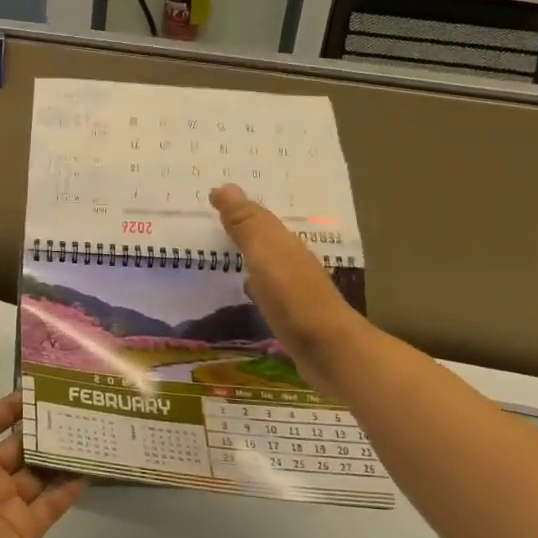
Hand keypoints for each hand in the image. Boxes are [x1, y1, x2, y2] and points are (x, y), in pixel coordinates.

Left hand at [0, 371, 85, 537]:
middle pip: (17, 445)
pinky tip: (90, 469)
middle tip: (78, 407)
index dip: (10, 406)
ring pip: (37, 472)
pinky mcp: (24, 530)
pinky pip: (50, 504)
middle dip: (42, 428)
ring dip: (59, 455)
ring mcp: (4, 504)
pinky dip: (68, 488)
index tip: (41, 389)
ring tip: (91, 432)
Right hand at [211, 183, 370, 394]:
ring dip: (247, 254)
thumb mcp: (265, 255)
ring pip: (266, 263)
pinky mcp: (292, 315)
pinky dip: (253, 282)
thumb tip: (223, 186)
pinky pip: (266, 289)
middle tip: (211, 219)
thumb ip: (246, 224)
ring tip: (220, 250)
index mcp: (285, 244)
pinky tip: (243, 290)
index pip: (258, 217)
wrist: (329, 351)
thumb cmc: (293, 297)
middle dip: (242, 227)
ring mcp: (294, 289)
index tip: (209, 198)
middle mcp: (292, 261)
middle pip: (264, 238)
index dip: (236, 208)